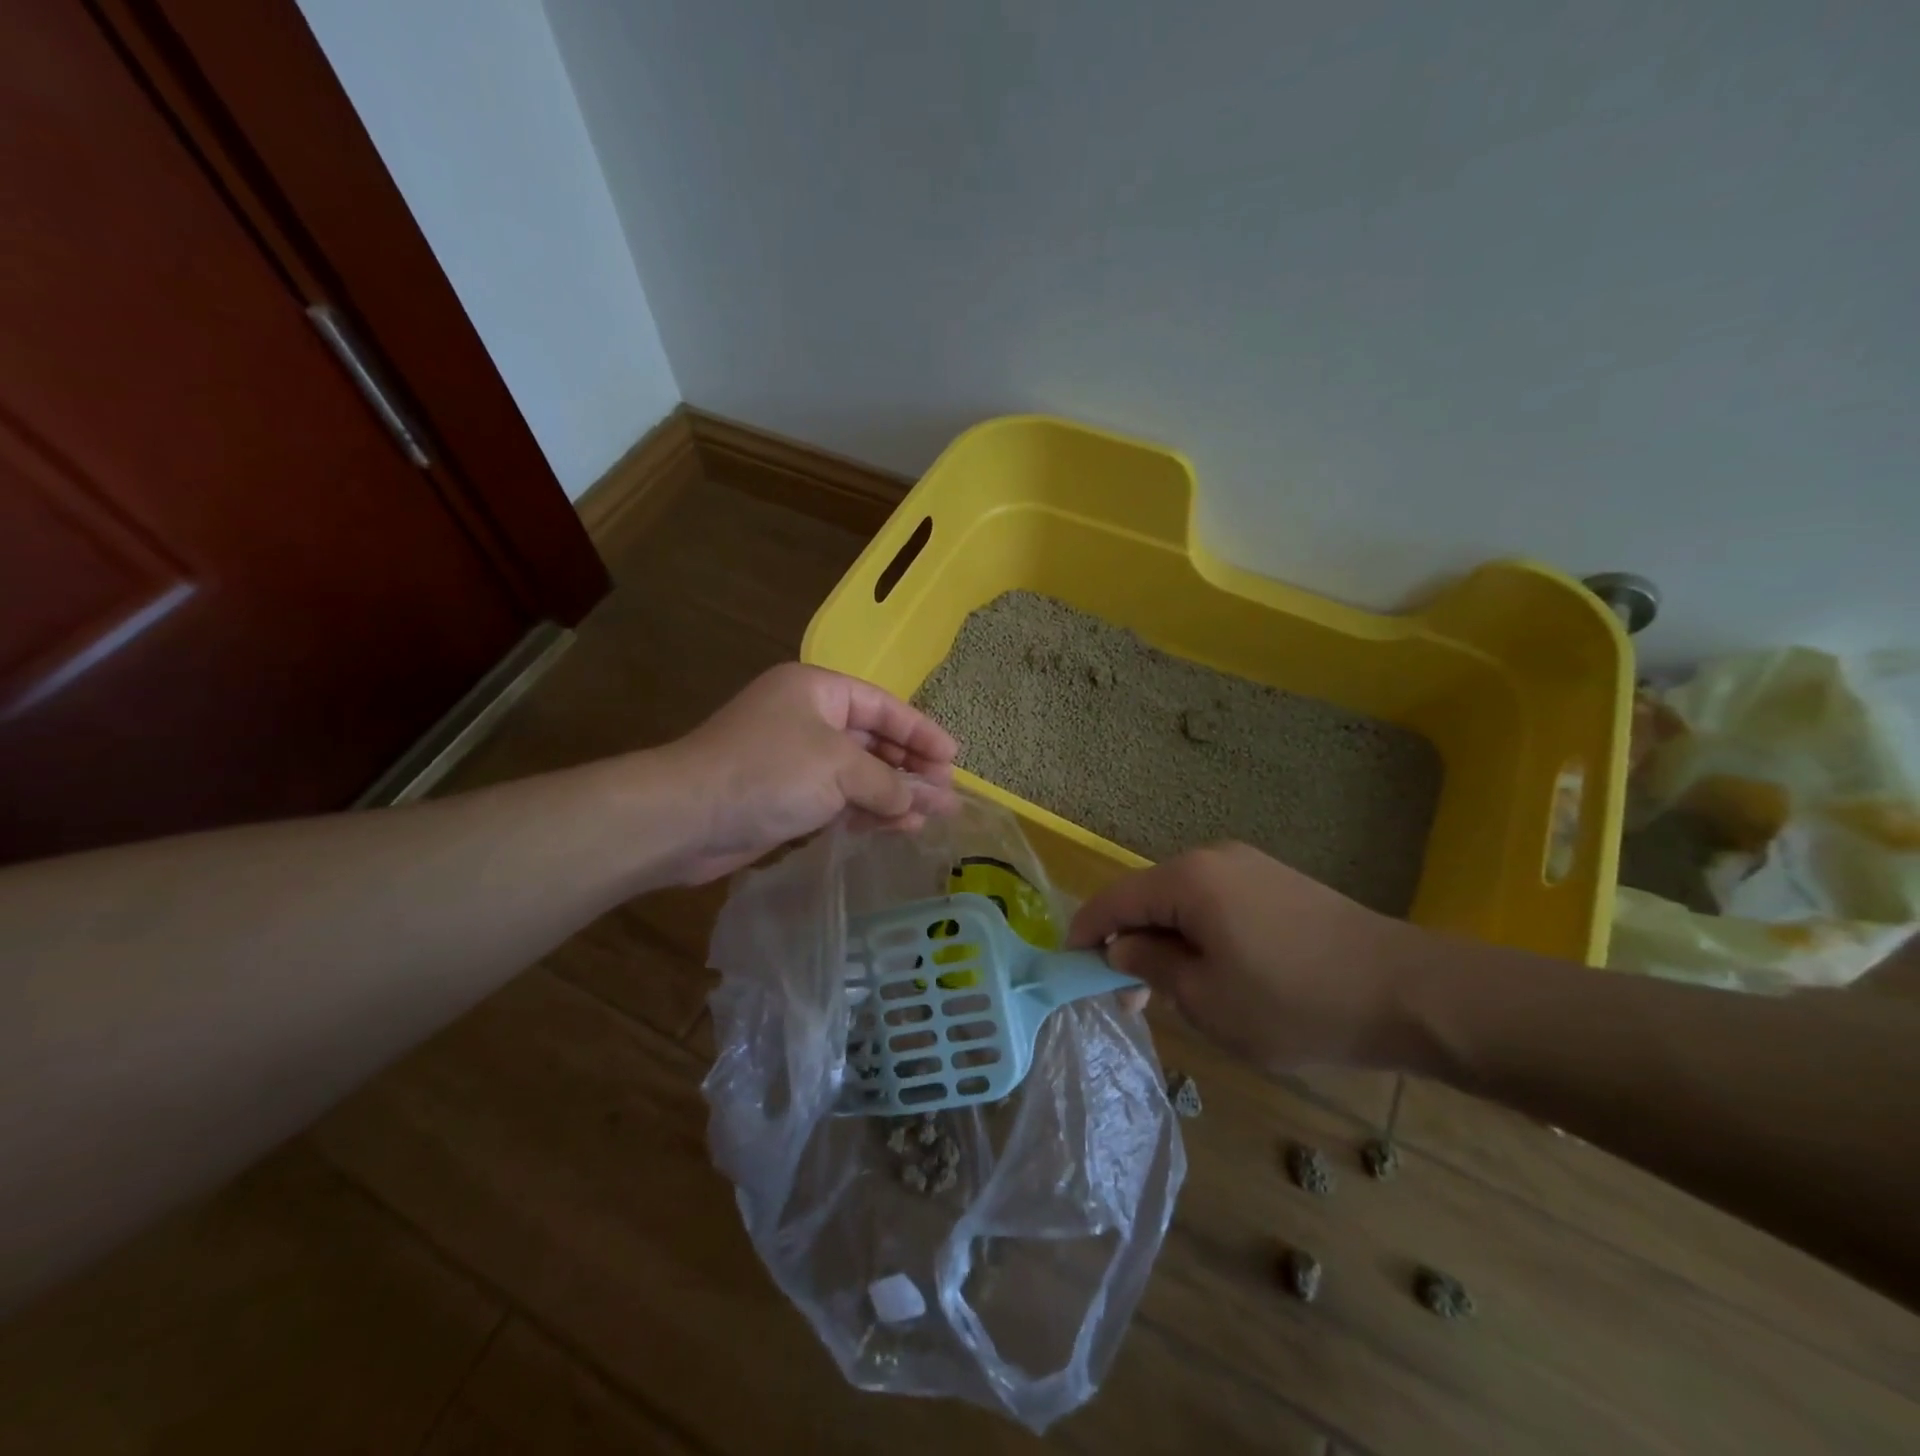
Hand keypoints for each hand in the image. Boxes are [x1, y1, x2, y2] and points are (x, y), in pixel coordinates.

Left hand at [666, 663, 957, 883]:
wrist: (687, 817)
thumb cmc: (769, 773)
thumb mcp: (839, 769)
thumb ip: (887, 783)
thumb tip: (920, 803)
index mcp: (817, 691)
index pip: (883, 707)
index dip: (921, 731)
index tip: (954, 757)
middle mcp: (807, 718)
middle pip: (873, 740)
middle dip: (911, 768)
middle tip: (947, 794)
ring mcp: (796, 760)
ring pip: (858, 774)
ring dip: (894, 794)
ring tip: (932, 818)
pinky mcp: (786, 797)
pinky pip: (839, 799)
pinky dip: (866, 811)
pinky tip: (895, 828)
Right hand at [1067, 842, 1417, 1071]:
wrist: (1405, 991)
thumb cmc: (1294, 1001)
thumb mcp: (1207, 1000)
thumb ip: (1150, 965)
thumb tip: (1120, 946)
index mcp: (1187, 880)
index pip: (1115, 900)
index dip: (1086, 931)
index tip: (1071, 966)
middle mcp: (1212, 858)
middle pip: (1149, 897)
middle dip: (1130, 942)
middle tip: (1130, 999)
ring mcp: (1249, 866)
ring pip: (1183, 900)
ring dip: (1167, 940)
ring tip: (1176, 991)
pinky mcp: (1277, 881)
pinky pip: (1217, 901)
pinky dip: (1200, 932)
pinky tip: (1218, 970)